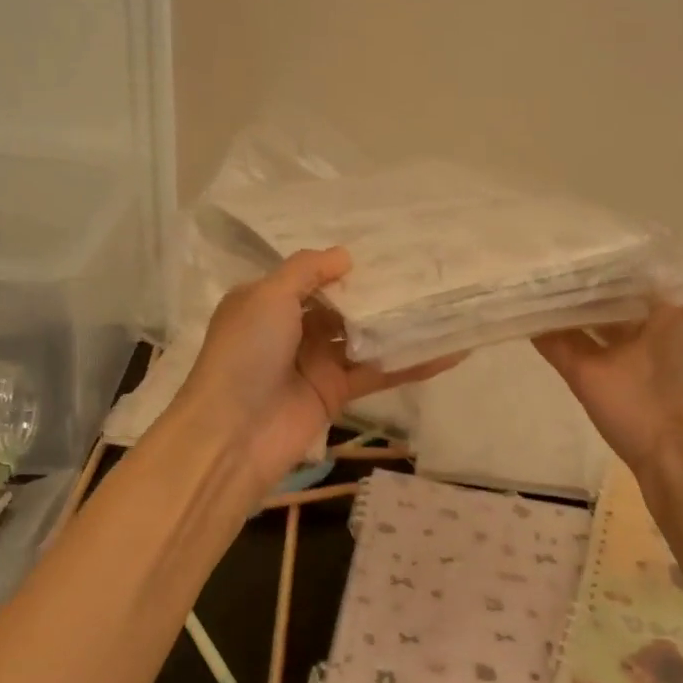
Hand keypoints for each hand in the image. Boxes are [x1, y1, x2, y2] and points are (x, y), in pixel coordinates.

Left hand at [179, 247, 462, 491]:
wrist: (234, 433)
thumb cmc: (245, 353)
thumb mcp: (268, 296)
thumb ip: (307, 270)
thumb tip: (346, 255)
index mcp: (270, 302)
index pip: (313, 277)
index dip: (346, 266)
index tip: (388, 249)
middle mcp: (294, 329)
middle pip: (344, 306)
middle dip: (379, 292)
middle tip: (427, 271)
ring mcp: (318, 362)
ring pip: (366, 337)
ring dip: (400, 325)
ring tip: (445, 303)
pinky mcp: (338, 392)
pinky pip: (379, 372)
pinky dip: (412, 364)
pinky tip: (449, 352)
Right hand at [534, 198, 682, 476]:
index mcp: (670, 314)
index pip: (640, 279)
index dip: (622, 257)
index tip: (595, 227)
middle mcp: (634, 331)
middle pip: (603, 298)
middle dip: (584, 275)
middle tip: (552, 239)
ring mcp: (603, 352)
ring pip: (574, 317)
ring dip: (556, 296)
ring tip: (528, 259)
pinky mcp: (577, 370)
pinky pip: (552, 342)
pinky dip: (535, 323)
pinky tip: (516, 295)